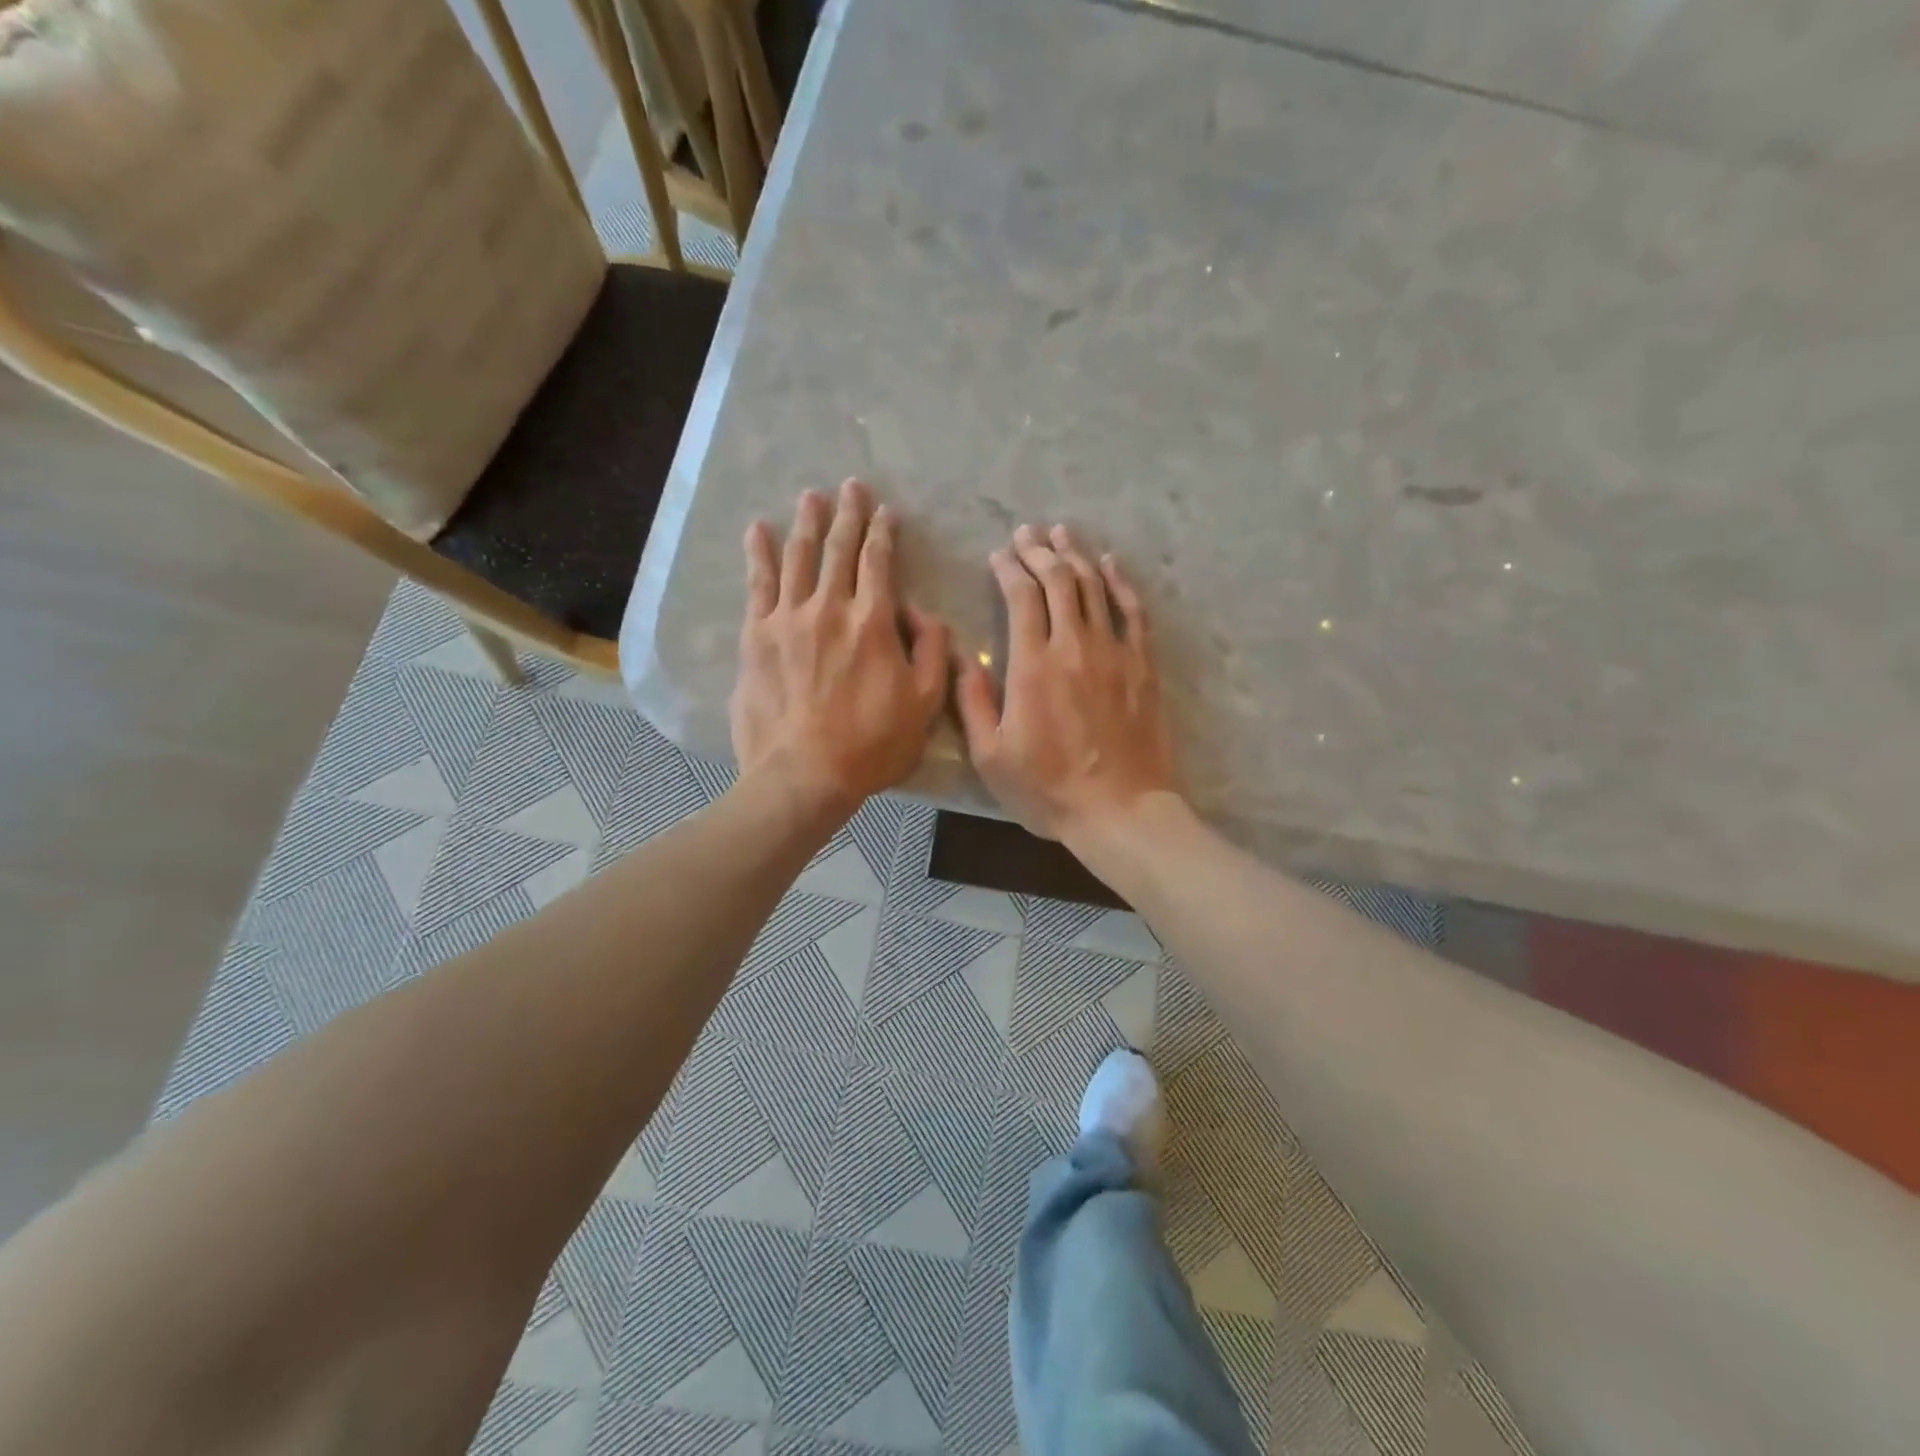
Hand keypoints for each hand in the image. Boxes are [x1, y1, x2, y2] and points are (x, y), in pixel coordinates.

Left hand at [731, 480, 950, 818]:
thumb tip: (922, 614)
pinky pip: (758, 585)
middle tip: (850, 486)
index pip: (878, 562)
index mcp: (873, 622)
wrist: (804, 774)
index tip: (885, 511)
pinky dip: (759, 554)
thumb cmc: (872, 745)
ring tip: (811, 496)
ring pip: (798, 557)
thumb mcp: (926, 704)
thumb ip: (934, 652)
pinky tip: (758, 531)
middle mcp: (830, 607)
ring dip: (806, 523)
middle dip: (847, 514)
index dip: (882, 533)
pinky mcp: (757, 636)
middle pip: (838, 549)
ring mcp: (788, 619)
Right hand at [955, 523, 1176, 843]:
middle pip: (1058, 581)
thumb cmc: (1048, 790)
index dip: (1009, 568)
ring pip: (1094, 588)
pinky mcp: (1143, 666)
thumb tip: (960, 659)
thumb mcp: (991, 756)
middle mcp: (1074, 646)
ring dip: (1075, 556)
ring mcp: (1114, 653)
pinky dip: (1121, 583)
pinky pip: (1133, 612)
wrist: (1120, 811)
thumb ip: (973, 703)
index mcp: (1032, 666)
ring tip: (1061, 534)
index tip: (999, 555)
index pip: (1021, 597)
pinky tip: (1110, 564)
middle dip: (1039, 551)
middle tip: (1027, 534)